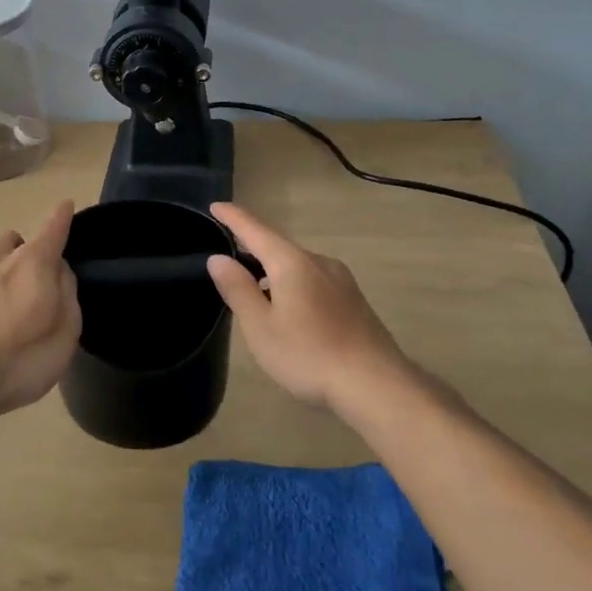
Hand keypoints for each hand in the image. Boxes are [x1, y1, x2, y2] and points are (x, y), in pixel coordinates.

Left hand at [0, 200, 80, 419]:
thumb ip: (67, 292)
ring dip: (5, 274)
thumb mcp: (65, 330)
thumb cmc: (21, 358)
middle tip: (40, 285)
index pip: (52, 227)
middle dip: (30, 254)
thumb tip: (59, 271)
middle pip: (19, 242)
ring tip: (12, 309)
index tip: (65, 205)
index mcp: (33, 261)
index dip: (61, 216)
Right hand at [206, 202, 411, 413]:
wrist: (376, 385)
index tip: (215, 205)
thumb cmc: (308, 354)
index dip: (233, 218)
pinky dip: (292, 285)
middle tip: (228, 259)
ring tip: (255, 291)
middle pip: (278, 247)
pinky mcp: (353, 301)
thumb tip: (218, 258)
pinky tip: (289, 311)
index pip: (255, 230)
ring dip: (273, 272)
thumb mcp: (261, 327)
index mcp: (292, 262)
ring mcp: (341, 280)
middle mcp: (319, 262)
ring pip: (298, 266)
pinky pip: (313, 281)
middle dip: (253, 249)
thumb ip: (238, 289)